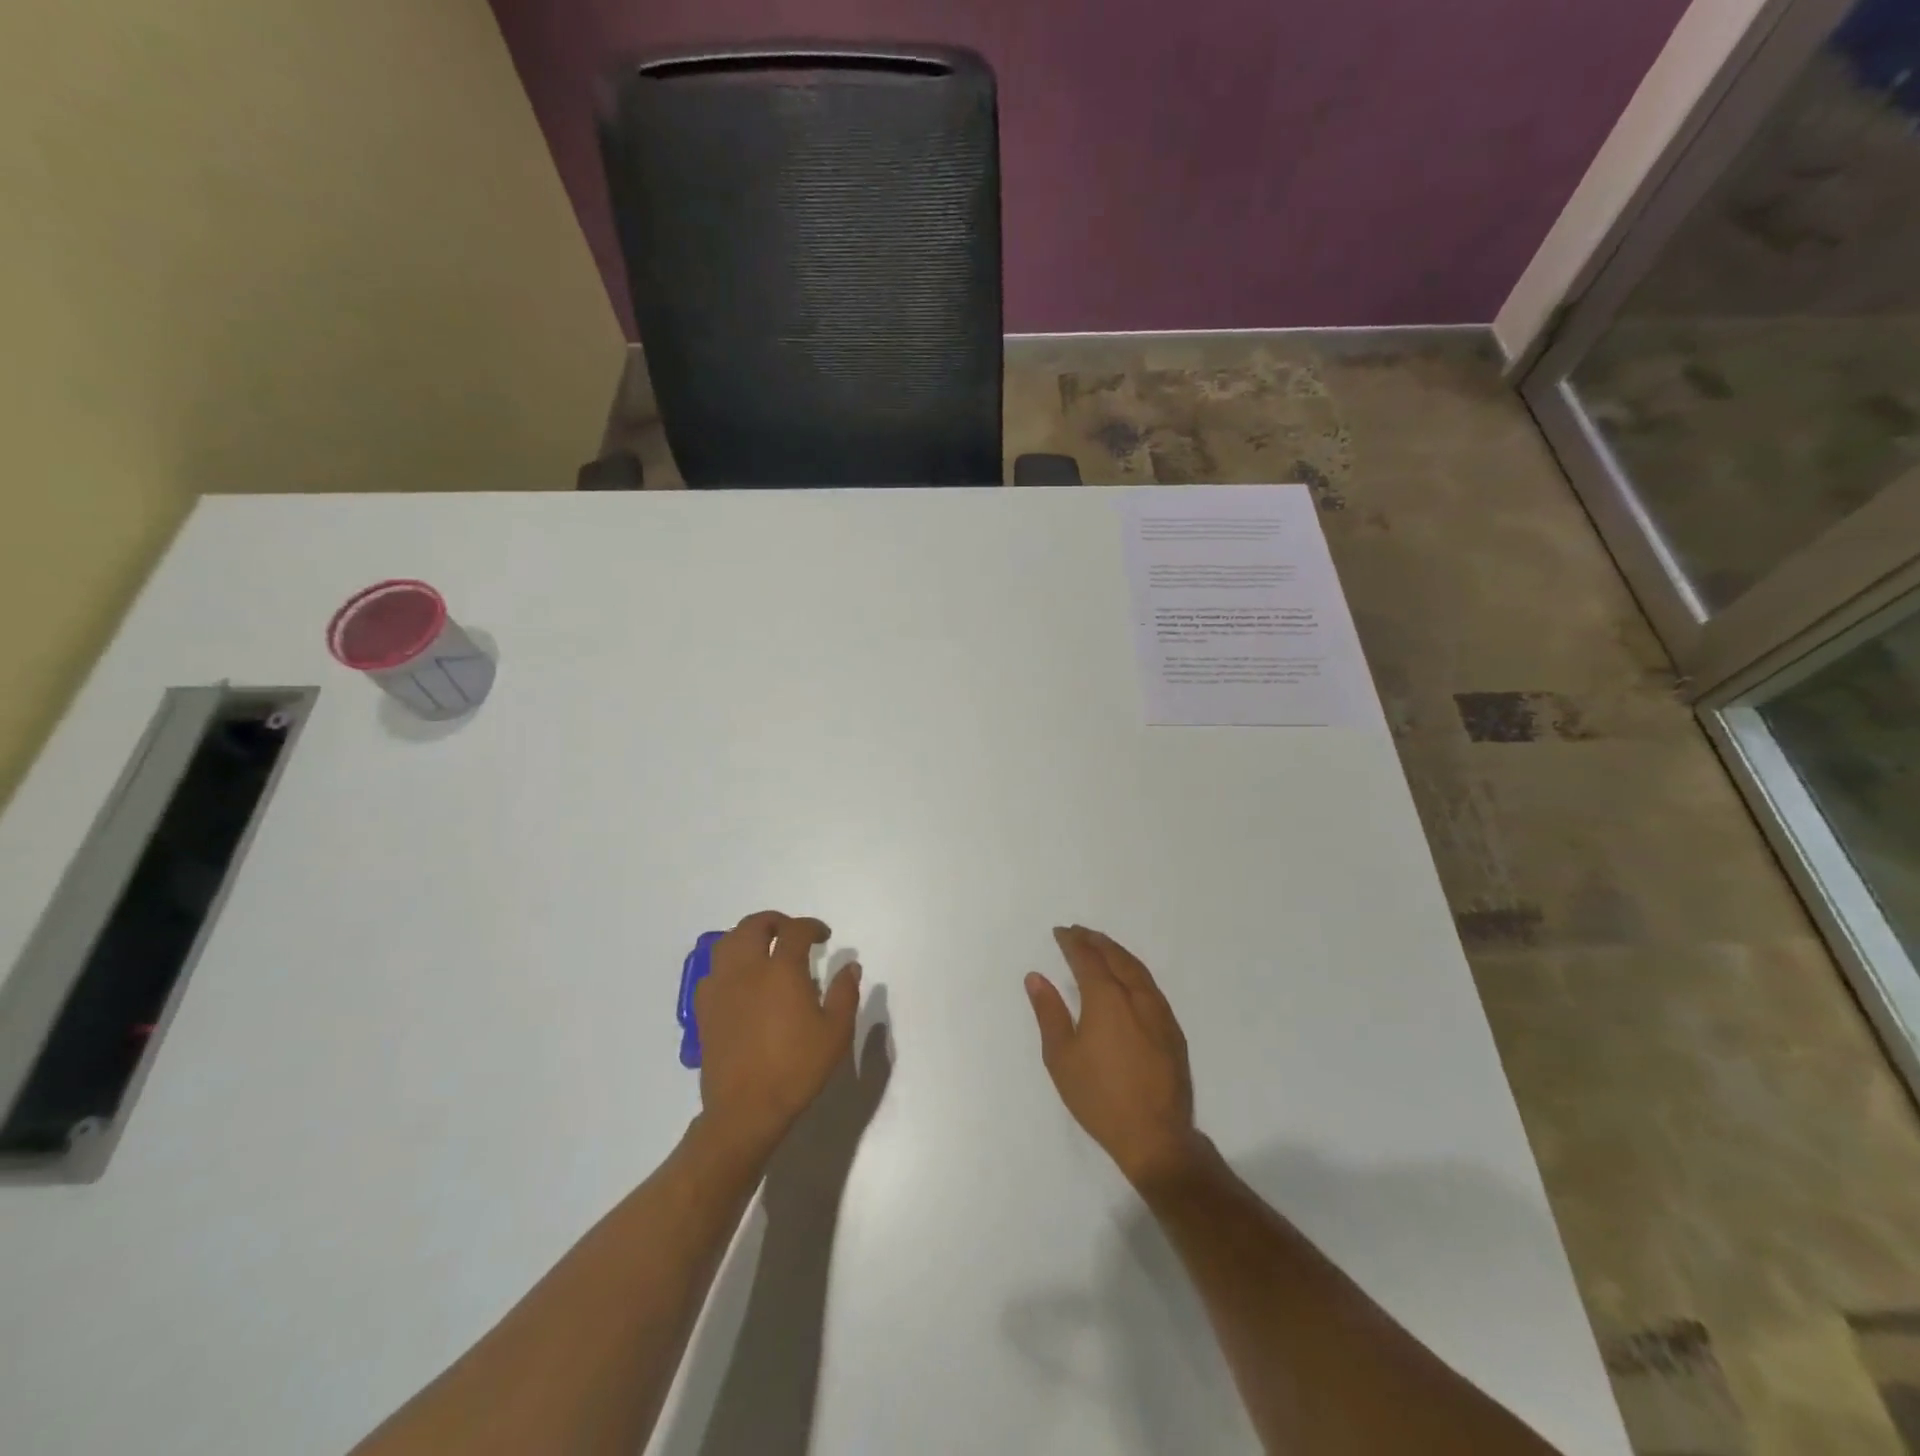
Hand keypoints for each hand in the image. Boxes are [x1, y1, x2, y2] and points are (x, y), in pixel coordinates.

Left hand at [696, 911, 861, 1157]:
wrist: (746, 1109)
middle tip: (791, 933)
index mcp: (781, 970)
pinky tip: (739, 980)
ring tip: (763, 948)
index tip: (824, 936)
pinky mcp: (704, 1009)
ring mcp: (721, 988)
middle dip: (775, 921)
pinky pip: (712, 971)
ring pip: (727, 943)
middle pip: (754, 926)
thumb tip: (850, 965)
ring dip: (747, 936)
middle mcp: (747, 970)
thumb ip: (845, 993)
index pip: (795, 930)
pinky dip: (727, 964)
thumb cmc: (797, 1068)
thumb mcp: (836, 1032)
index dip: (811, 926)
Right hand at [1026, 926, 1201, 1187]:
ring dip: (1117, 953)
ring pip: (1137, 969)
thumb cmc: (1099, 1097)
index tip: (1061, 932)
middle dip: (1096, 941)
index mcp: (1106, 998)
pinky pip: (1150, 986)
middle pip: (1116, 956)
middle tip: (1079, 932)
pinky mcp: (1173, 1030)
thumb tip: (1036, 977)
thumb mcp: (1061, 1057)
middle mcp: (1136, 996)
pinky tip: (1127, 979)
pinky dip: (1134, 971)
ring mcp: (1160, 1012)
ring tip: (1101, 947)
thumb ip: (1049, 1012)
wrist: (1155, 1136)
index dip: (1072, 942)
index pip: (1087, 958)